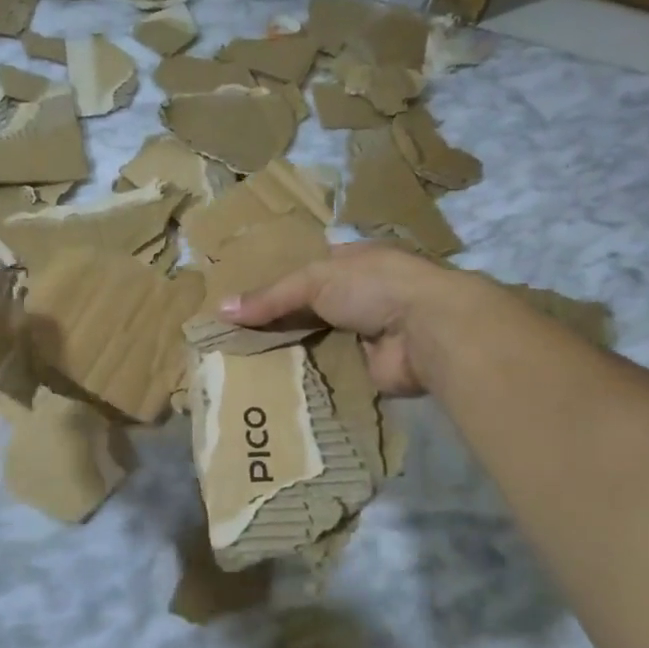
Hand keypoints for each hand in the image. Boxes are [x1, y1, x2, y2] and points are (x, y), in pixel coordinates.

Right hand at [221, 242, 454, 396]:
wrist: (428, 331)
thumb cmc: (374, 286)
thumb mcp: (314, 280)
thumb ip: (270, 297)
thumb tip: (220, 310)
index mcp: (352, 262)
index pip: (307, 271)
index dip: (275, 284)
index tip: (241, 302)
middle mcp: (361, 296)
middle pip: (309, 309)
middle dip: (278, 322)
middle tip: (234, 339)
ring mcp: (366, 334)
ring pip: (317, 341)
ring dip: (289, 351)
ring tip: (244, 365)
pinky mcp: (369, 370)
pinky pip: (329, 371)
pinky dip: (307, 377)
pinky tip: (273, 385)